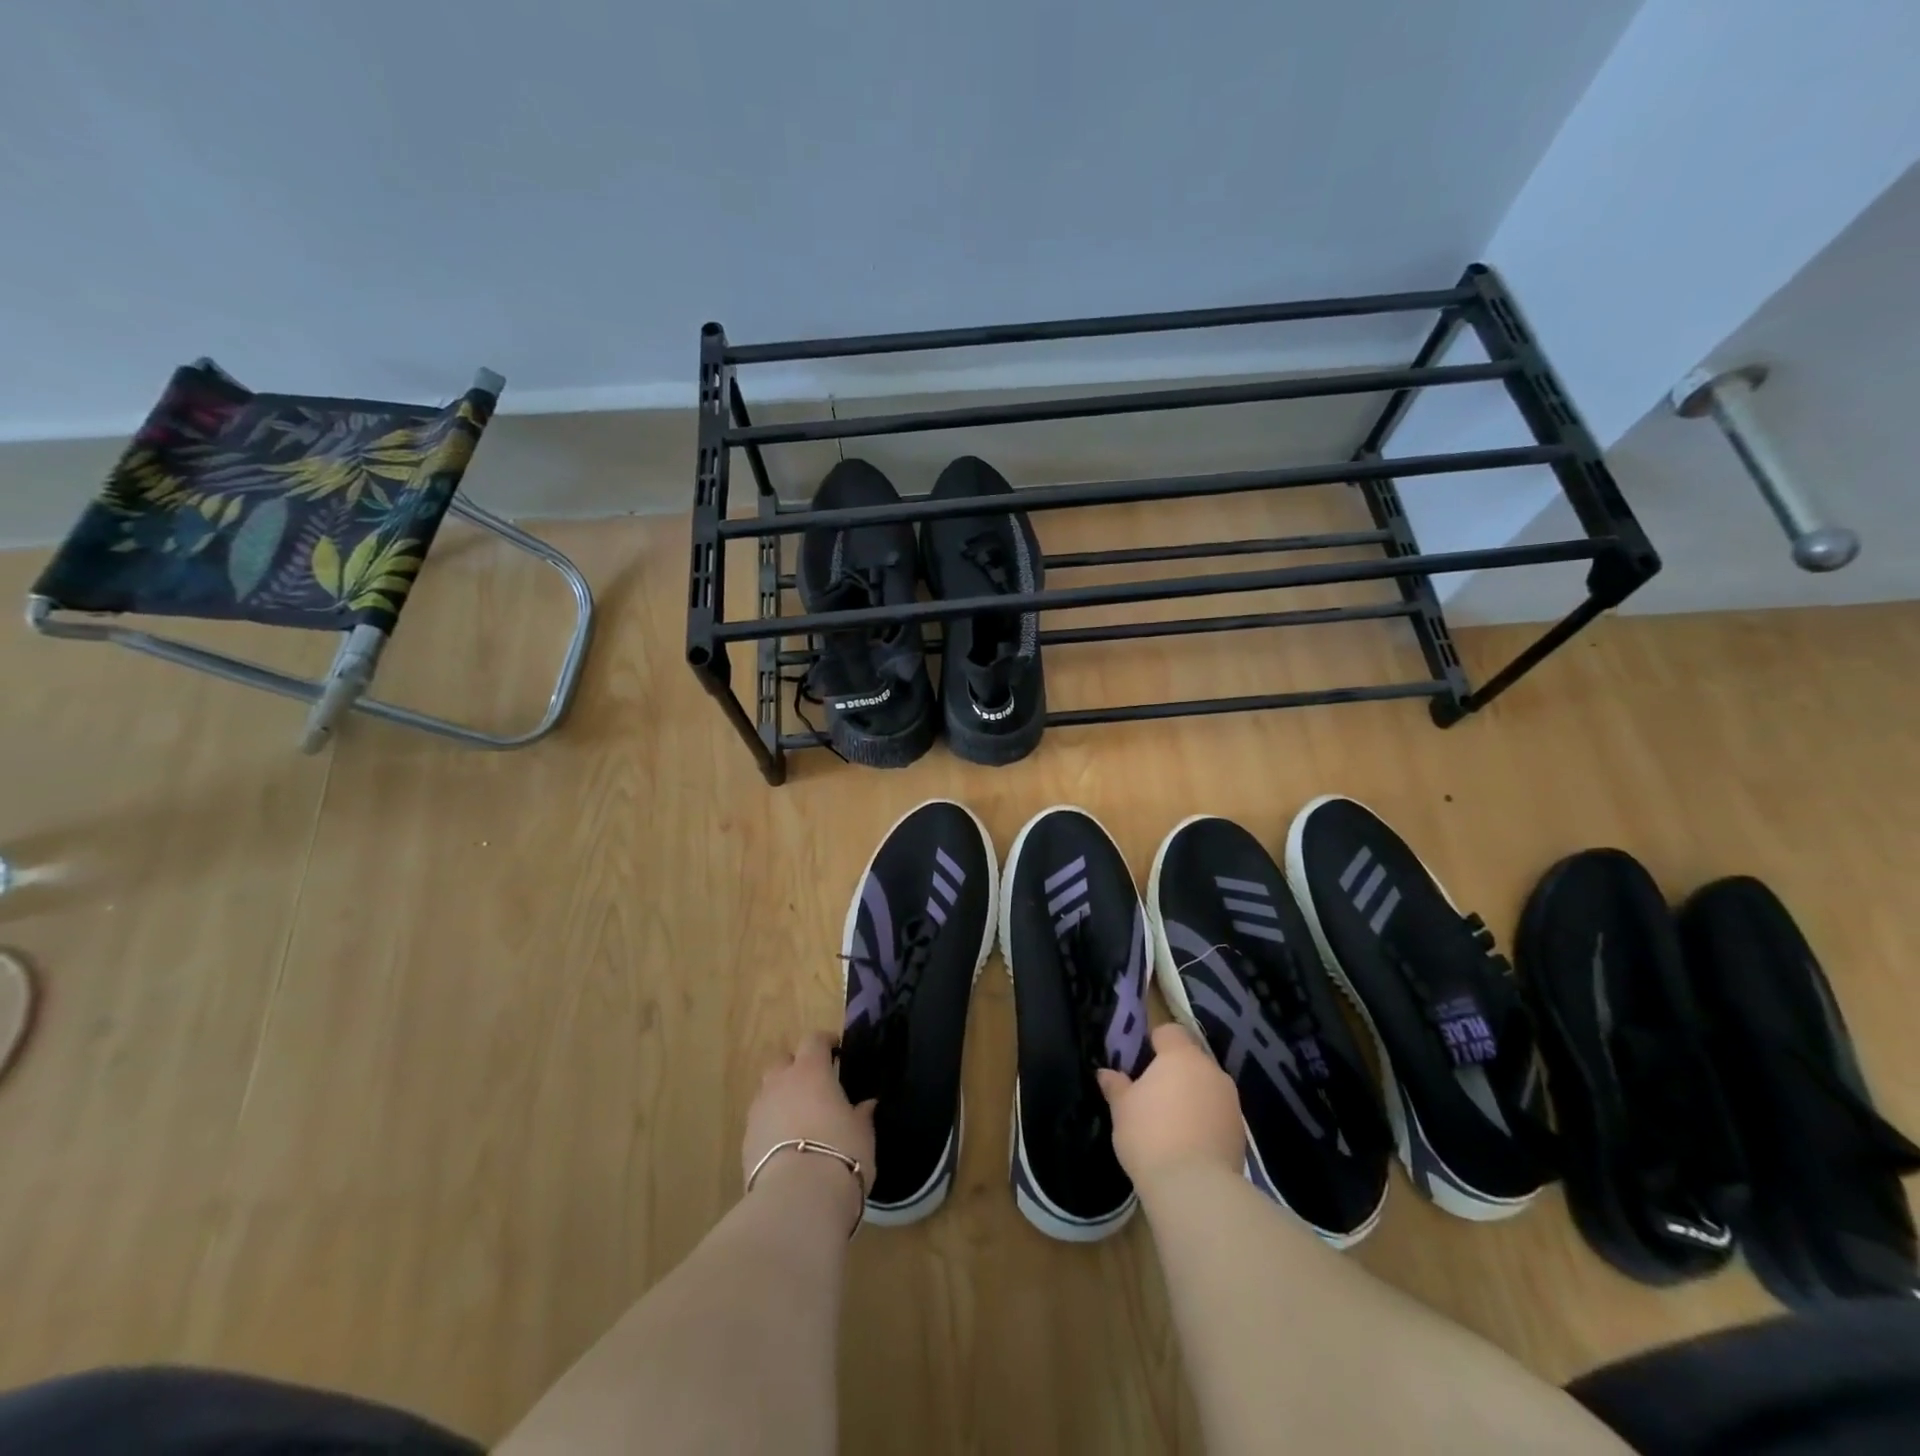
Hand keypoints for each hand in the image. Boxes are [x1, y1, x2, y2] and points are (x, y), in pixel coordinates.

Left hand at [742, 1031, 877, 1199]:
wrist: (797, 1200)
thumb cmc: (840, 1154)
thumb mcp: (862, 1133)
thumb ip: (861, 1115)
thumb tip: (866, 1105)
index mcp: (811, 1071)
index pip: (814, 1040)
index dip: (825, 1041)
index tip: (837, 1049)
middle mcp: (780, 1083)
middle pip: (782, 1061)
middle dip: (795, 1067)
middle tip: (814, 1084)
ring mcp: (759, 1112)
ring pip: (767, 1092)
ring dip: (781, 1097)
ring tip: (799, 1118)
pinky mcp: (746, 1143)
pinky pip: (760, 1123)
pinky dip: (771, 1126)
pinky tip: (786, 1147)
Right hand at [1097, 1024, 1242, 1191]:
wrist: (1195, 1188)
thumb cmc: (1150, 1136)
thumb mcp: (1122, 1109)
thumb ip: (1116, 1086)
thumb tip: (1105, 1073)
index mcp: (1181, 1056)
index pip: (1169, 1031)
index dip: (1155, 1041)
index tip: (1141, 1059)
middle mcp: (1210, 1071)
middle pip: (1191, 1059)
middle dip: (1175, 1071)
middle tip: (1153, 1093)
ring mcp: (1230, 1101)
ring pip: (1207, 1087)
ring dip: (1192, 1096)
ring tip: (1171, 1121)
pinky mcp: (1240, 1132)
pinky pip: (1218, 1114)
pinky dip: (1205, 1120)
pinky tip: (1189, 1142)